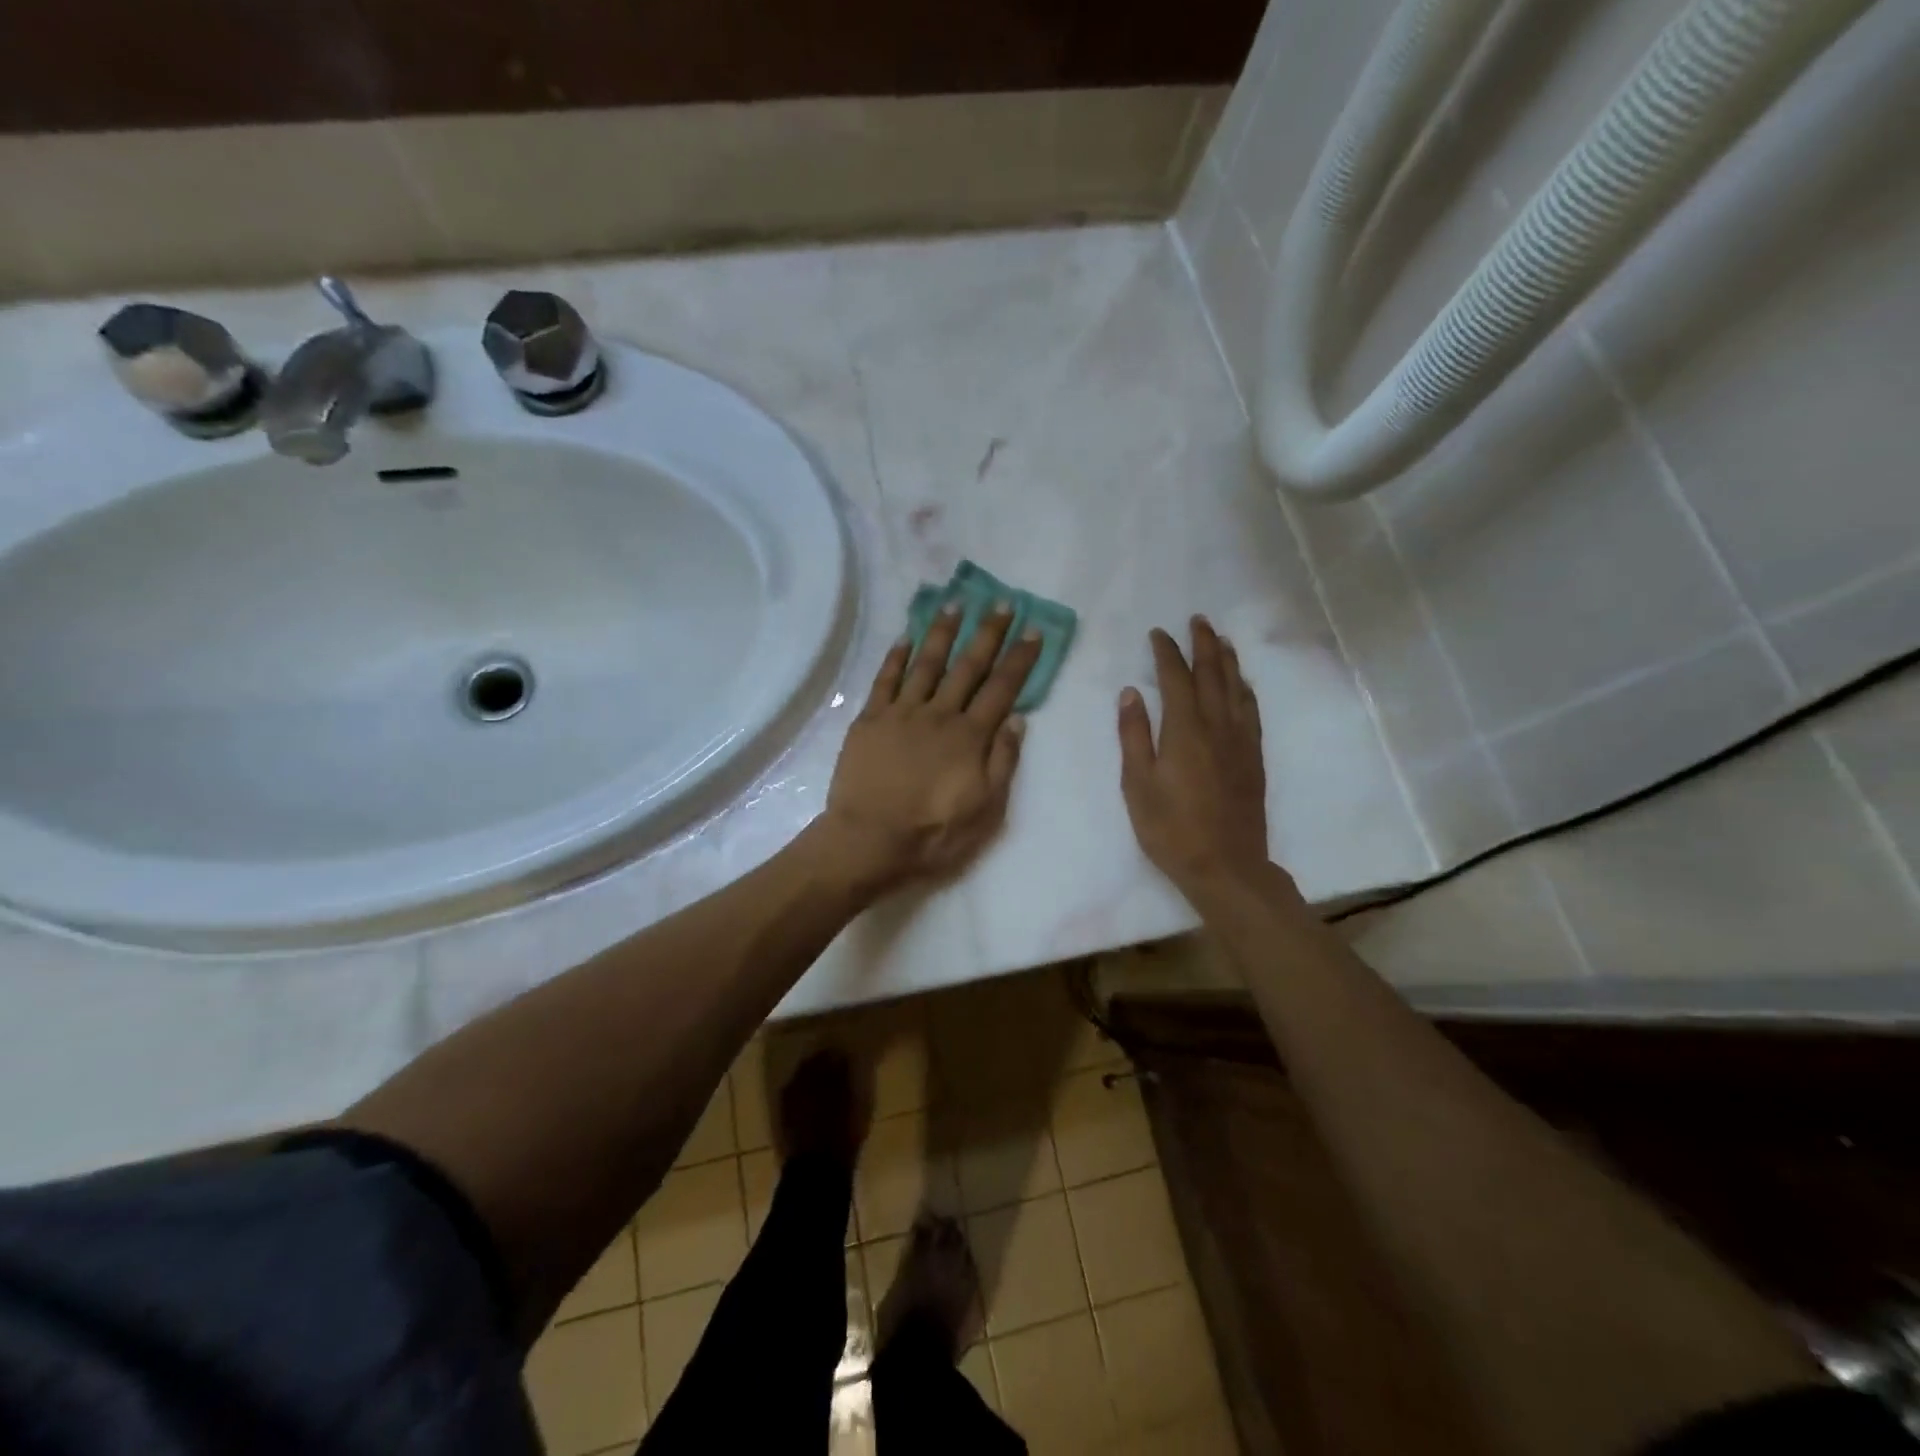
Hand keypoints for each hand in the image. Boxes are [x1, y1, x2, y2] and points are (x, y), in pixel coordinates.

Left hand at [818, 601, 1040, 893]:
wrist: (869, 841)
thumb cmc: (933, 834)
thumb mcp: (985, 810)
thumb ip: (1002, 762)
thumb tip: (1017, 720)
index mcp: (970, 737)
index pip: (1002, 689)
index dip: (1019, 659)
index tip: (1032, 630)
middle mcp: (939, 715)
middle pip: (968, 666)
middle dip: (987, 633)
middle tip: (1001, 603)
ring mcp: (901, 713)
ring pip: (926, 663)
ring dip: (942, 632)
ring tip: (955, 603)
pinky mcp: (870, 720)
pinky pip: (885, 679)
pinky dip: (896, 656)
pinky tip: (905, 636)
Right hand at [1118, 618, 1271, 900]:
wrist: (1225, 866)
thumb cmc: (1170, 829)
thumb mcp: (1137, 784)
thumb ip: (1134, 735)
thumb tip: (1131, 693)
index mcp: (1184, 730)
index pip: (1176, 678)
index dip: (1167, 652)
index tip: (1158, 633)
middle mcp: (1216, 726)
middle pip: (1212, 674)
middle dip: (1204, 644)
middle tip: (1198, 620)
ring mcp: (1240, 741)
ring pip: (1236, 688)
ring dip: (1227, 660)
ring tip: (1222, 639)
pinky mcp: (1253, 757)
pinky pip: (1251, 711)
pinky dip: (1245, 689)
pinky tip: (1242, 683)